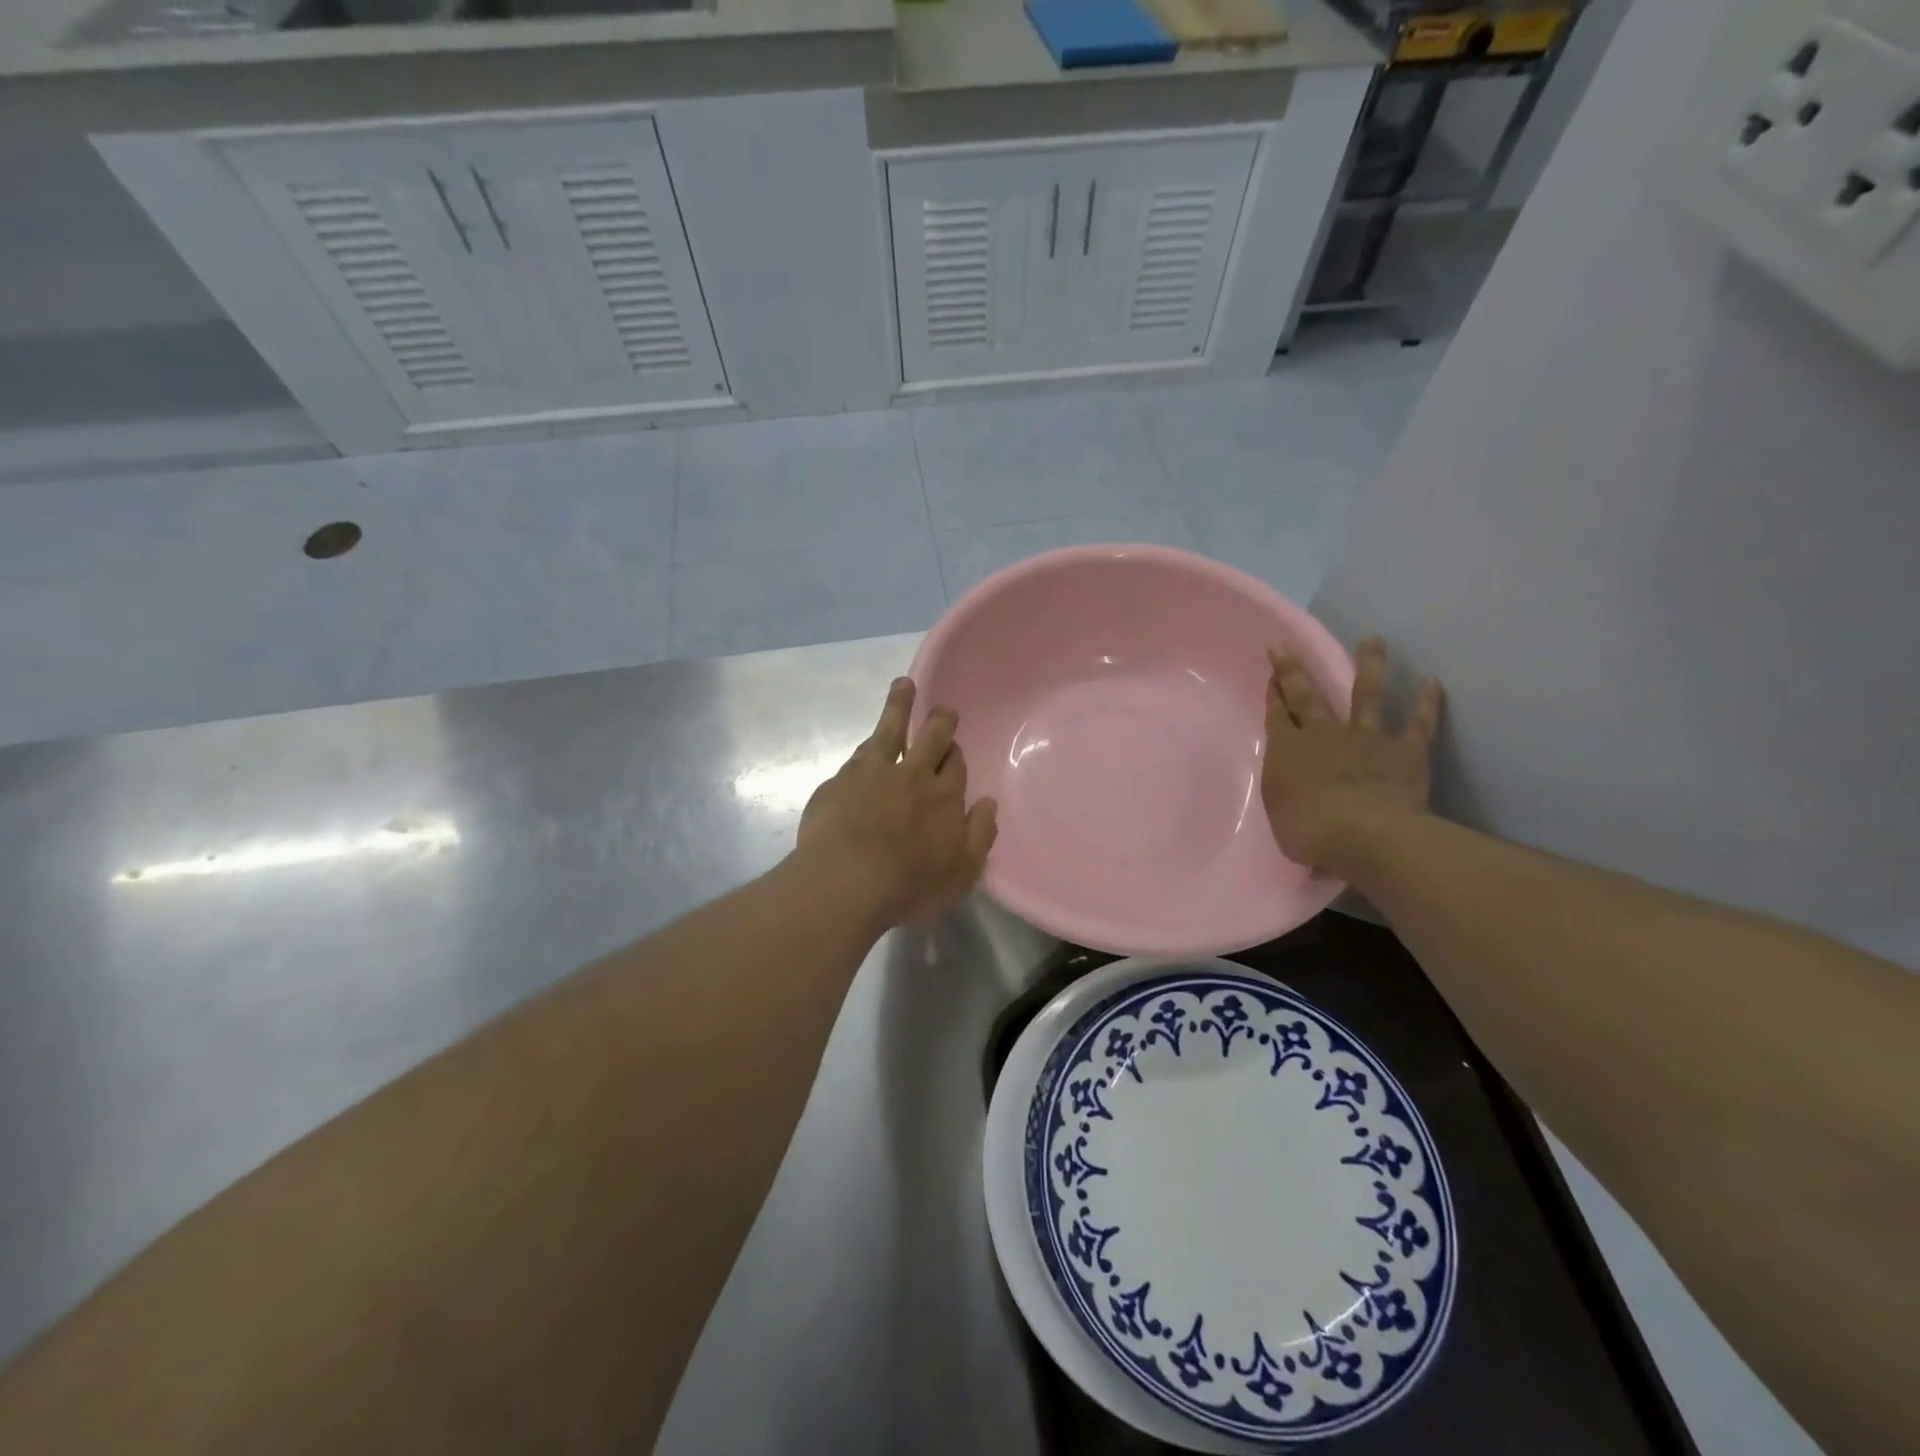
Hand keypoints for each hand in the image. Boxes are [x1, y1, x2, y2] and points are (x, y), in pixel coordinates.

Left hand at [797, 678, 997, 928]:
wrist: (846, 882)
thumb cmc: (910, 885)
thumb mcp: (961, 872)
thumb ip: (980, 835)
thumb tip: (988, 803)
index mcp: (945, 797)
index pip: (956, 765)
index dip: (955, 756)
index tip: (954, 752)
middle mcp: (914, 775)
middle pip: (931, 737)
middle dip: (940, 721)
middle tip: (943, 712)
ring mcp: (874, 773)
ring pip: (891, 728)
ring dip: (900, 704)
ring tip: (904, 684)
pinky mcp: (842, 780)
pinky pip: (861, 752)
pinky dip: (870, 742)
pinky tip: (869, 740)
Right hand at [1262, 636, 1442, 874]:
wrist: (1364, 833)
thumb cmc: (1308, 831)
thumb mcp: (1281, 813)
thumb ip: (1287, 793)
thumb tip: (1294, 785)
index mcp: (1288, 751)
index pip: (1277, 715)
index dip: (1274, 693)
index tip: (1271, 672)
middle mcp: (1323, 734)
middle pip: (1307, 696)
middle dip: (1295, 671)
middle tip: (1287, 648)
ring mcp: (1367, 738)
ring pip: (1367, 694)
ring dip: (1370, 665)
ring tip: (1373, 639)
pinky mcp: (1406, 750)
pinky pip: (1418, 723)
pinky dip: (1426, 702)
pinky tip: (1432, 682)